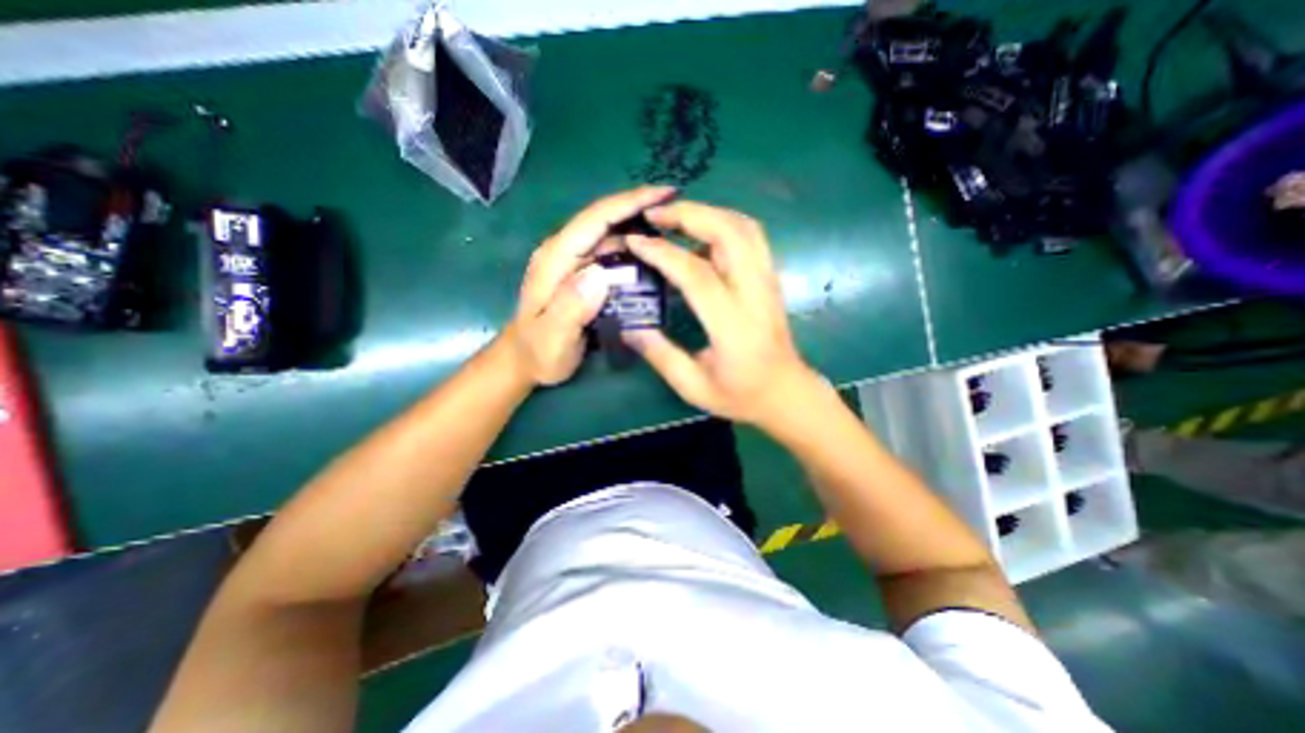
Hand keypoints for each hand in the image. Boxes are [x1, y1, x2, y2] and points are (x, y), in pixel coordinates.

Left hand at [503, 186, 678, 385]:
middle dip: (641, 210)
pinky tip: (654, 257)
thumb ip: (570, 308)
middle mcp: (565, 252)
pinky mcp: (583, 273)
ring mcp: (575, 262)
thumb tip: (600, 275)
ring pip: (612, 235)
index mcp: (556, 259)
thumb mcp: (552, 337)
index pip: (595, 219)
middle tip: (680, 214)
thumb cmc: (539, 352)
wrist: (527, 360)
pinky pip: (613, 254)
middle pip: (606, 220)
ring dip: (641, 229)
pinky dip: (634, 250)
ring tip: (675, 232)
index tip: (665, 193)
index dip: (630, 203)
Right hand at [618, 202, 817, 429]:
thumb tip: (628, 327)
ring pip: (744, 228)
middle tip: (654, 215)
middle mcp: (754, 294)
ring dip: (708, 213)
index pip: (697, 274)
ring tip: (675, 218)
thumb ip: (660, 355)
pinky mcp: (770, 279)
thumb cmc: (740, 395)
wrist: (786, 393)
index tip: (635, 241)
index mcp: (733, 325)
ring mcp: (767, 282)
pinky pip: (751, 237)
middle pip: (728, 234)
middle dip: (689, 215)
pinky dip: (724, 224)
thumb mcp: (693, 387)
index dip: (663, 253)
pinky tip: (701, 234)